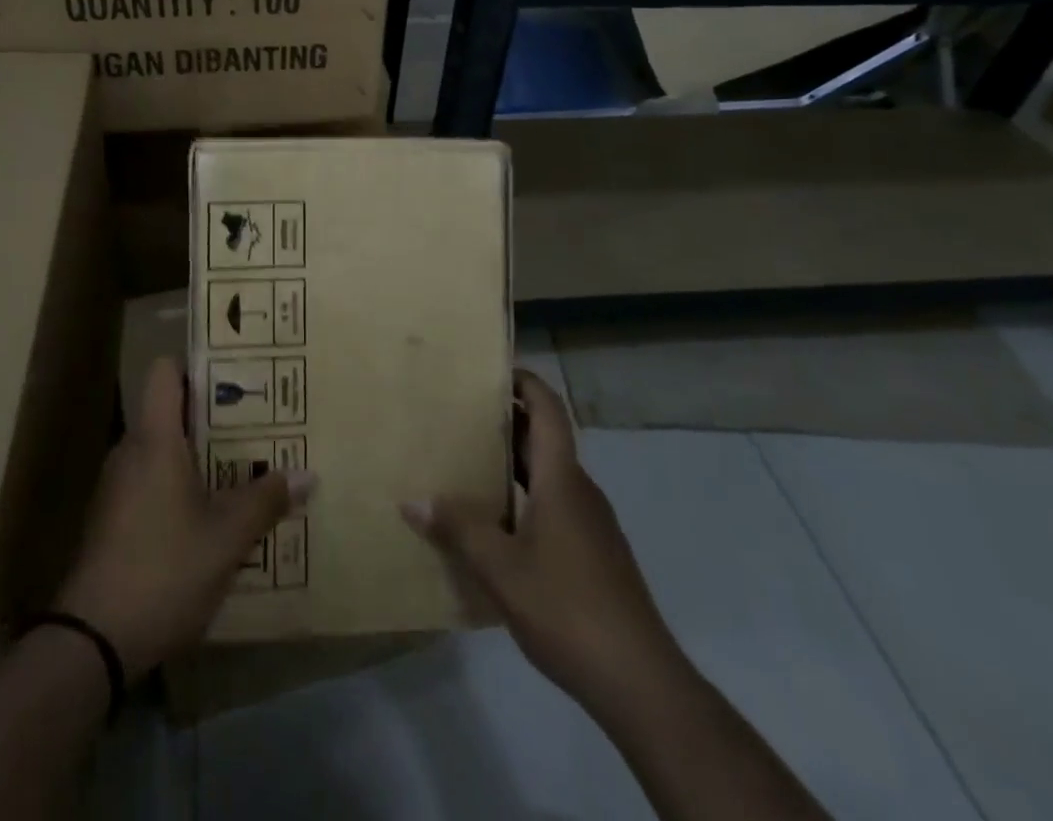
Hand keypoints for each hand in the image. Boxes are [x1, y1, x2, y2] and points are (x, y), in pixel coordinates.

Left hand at [57, 356, 313, 677]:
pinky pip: (152, 483)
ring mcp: (117, 488)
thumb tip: (306, 475)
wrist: (91, 643)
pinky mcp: (113, 522)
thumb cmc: (163, 569)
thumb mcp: (226, 537)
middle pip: (170, 411)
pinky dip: (181, 486)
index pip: (165, 372)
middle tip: (257, 424)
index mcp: (154, 438)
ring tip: (243, 468)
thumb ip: (266, 501)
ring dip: (199, 456)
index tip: (235, 374)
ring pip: (163, 451)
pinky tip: (211, 515)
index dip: (197, 364)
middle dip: (213, 415)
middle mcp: (131, 451)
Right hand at [402, 369, 672, 700]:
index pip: (548, 410)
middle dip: (506, 423)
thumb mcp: (500, 568)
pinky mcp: (595, 555)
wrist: (640, 682)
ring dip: (513, 463)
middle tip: (460, 416)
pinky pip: (555, 506)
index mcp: (562, 479)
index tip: (491, 370)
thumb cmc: (568, 608)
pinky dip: (525, 497)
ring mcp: (591, 525)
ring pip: (549, 476)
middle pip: (544, 440)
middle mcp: (580, 491)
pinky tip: (496, 525)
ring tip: (468, 465)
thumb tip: (412, 499)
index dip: (525, 383)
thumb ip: (458, 529)